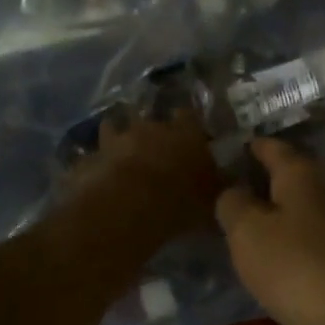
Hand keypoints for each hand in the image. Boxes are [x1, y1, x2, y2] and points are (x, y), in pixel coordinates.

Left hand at [70, 109, 223, 239]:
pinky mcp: (88, 160)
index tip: (190, 131)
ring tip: (118, 150)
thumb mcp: (214, 199)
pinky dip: (92, 165)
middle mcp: (149, 128)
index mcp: (184, 132)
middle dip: (149, 128)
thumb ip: (223, 186)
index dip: (188, 121)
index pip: (189, 114)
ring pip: (112, 127)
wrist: (127, 210)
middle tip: (152, 143)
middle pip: (147, 116)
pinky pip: (90, 159)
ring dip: (115, 136)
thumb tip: (236, 182)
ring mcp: (114, 141)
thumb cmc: (180, 201)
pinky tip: (94, 175)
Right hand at [215, 138, 324, 324]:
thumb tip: (233, 190)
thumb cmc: (296, 266)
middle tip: (226, 186)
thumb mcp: (248, 232)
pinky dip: (287, 239)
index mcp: (301, 174)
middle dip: (260, 179)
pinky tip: (271, 255)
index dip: (249, 145)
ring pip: (299, 207)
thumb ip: (233, 204)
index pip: (272, 147)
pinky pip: (307, 237)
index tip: (227, 147)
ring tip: (241, 222)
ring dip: (274, 211)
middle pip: (289, 176)